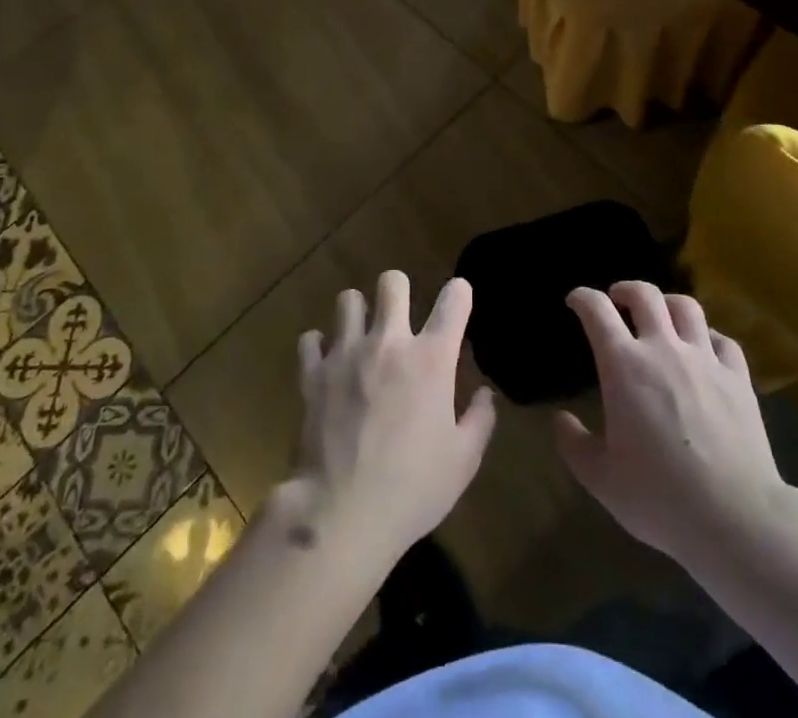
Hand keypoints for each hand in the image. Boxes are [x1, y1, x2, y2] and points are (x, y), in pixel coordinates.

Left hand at [284, 272, 495, 563]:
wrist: (340, 514)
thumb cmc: (411, 489)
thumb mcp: (463, 462)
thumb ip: (480, 420)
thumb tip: (486, 394)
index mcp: (431, 358)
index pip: (454, 299)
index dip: (459, 293)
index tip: (458, 301)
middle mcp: (389, 342)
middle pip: (392, 282)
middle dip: (399, 291)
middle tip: (400, 317)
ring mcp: (347, 354)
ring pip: (348, 300)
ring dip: (358, 314)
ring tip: (361, 337)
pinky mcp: (313, 374)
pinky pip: (311, 339)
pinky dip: (319, 347)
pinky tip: (327, 364)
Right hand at [555, 283, 785, 571]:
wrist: (735, 517)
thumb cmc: (660, 497)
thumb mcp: (601, 479)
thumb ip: (574, 445)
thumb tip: (560, 419)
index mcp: (624, 365)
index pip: (597, 311)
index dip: (583, 298)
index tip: (575, 301)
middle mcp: (663, 349)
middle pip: (644, 295)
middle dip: (626, 290)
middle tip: (617, 300)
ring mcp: (705, 359)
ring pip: (686, 307)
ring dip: (667, 303)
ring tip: (661, 315)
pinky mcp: (738, 378)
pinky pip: (723, 340)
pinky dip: (708, 336)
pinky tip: (704, 349)